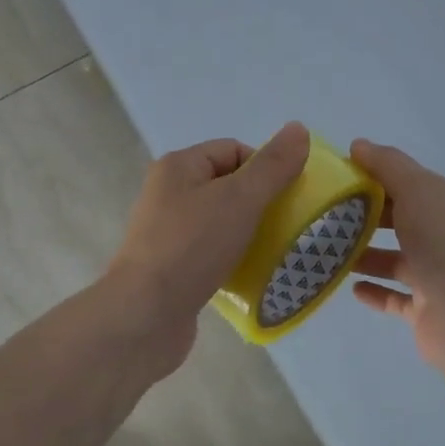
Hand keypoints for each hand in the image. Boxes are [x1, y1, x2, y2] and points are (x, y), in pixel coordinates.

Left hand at [108, 122, 310, 372]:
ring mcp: (168, 232)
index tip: (287, 197)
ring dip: (250, 233)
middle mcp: (169, 193)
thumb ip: (273, 165)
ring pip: (222, 221)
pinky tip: (251, 275)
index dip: (265, 168)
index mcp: (179, 166)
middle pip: (229, 185)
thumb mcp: (240, 198)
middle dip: (261, 202)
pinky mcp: (172, 267)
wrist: (145, 316)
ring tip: (274, 251)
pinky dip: (233, 259)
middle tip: (288, 225)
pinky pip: (212, 253)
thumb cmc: (192, 246)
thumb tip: (298, 128)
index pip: (234, 149)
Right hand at [348, 140, 444, 370]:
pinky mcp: (427, 309)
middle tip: (327, 214)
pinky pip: (396, 296)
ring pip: (397, 259)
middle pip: (402, 219)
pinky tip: (351, 286)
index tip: (339, 177)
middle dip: (368, 215)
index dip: (376, 176)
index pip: (409, 182)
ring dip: (366, 254)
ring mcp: (439, 275)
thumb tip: (358, 145)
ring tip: (330, 250)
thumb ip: (387, 164)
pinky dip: (375, 289)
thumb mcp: (416, 188)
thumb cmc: (443, 242)